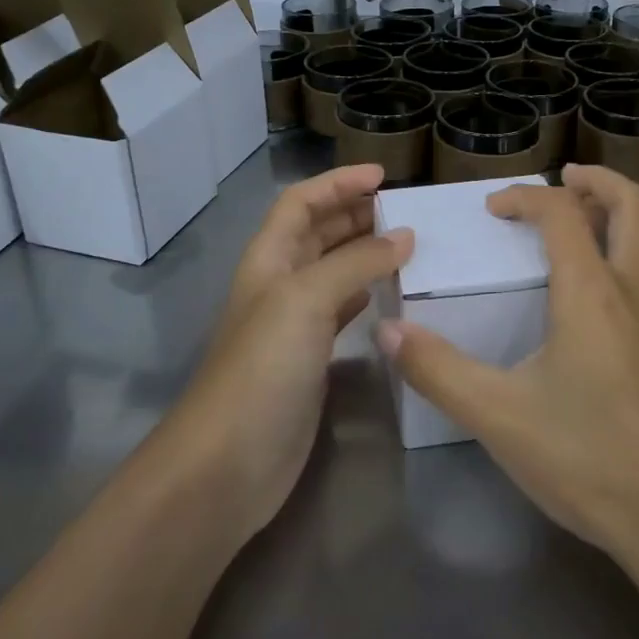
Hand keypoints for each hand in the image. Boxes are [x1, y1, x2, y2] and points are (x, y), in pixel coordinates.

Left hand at [167, 164, 411, 539]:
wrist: (229, 462)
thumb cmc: (262, 367)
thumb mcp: (306, 300)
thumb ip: (357, 262)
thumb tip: (405, 236)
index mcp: (269, 258)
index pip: (301, 202)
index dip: (337, 183)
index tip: (383, 176)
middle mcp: (280, 283)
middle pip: (318, 232)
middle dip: (355, 213)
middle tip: (405, 210)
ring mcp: (294, 324)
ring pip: (334, 270)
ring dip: (365, 252)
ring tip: (409, 245)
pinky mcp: (311, 359)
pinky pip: (344, 310)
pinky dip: (367, 293)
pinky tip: (392, 294)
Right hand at [377, 166, 638, 566]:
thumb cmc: (586, 459)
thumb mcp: (497, 416)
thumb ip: (437, 369)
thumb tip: (389, 331)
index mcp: (592, 292)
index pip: (560, 212)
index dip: (525, 197)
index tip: (494, 209)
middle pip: (632, 203)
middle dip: (597, 181)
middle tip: (565, 180)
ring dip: (626, 216)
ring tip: (594, 224)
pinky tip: (627, 297)